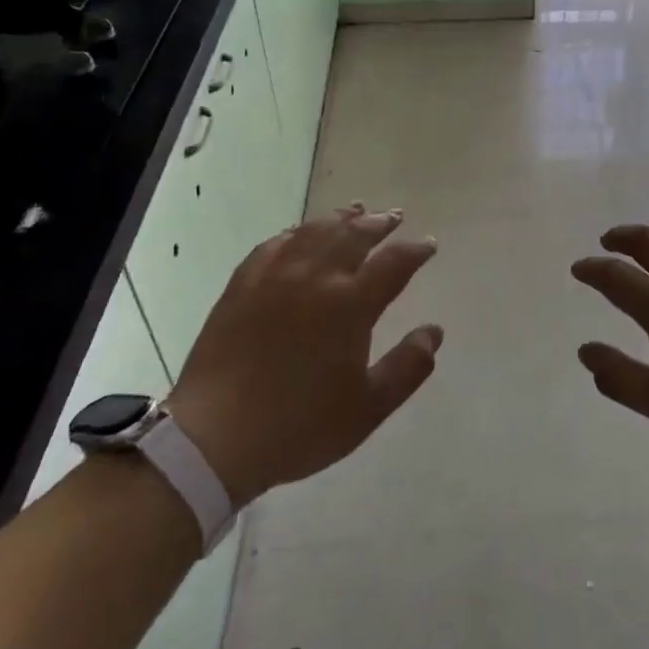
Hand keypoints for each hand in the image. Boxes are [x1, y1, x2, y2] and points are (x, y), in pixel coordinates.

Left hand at [167, 205, 440, 506]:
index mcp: (350, 305)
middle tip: (393, 216)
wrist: (215, 438)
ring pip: (313, 232)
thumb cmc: (300, 425)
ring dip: (339, 218)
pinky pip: (273, 245)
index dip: (415, 251)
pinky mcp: (242, 286)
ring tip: (354, 210)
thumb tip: (434, 332)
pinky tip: (299, 233)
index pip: (393, 264)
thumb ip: (407, 367)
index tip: (429, 245)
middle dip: (378, 223)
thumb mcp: (368, 408)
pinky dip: (294, 232)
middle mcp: (315, 278)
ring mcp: (274, 277)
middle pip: (353, 236)